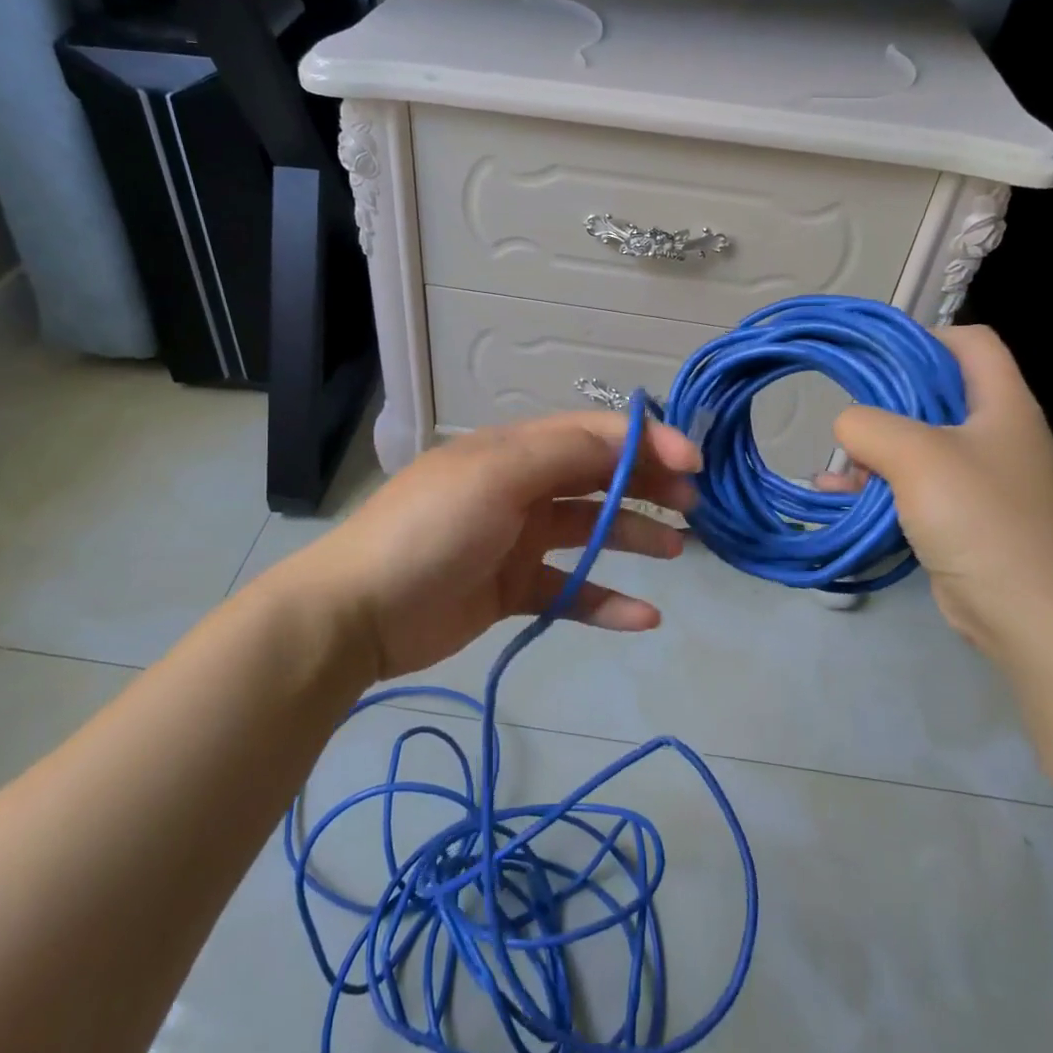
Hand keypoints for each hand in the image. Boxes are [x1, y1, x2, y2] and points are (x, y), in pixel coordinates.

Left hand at [300, 413, 700, 679]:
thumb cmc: (431, 529)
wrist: (359, 612)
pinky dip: (605, 601)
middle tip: (693, 504)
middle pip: (596, 478)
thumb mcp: (496, 476)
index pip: (592, 435)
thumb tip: (627, 440)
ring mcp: (516, 540)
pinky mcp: (511, 589)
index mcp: (515, 450)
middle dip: (646, 484)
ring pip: (589, 531)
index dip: (645, 442)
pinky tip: (644, 618)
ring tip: (678, 548)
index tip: (693, 463)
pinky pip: (569, 590)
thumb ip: (564, 453)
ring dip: (633, 536)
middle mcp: (520, 487)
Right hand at [827, 325, 1052, 658]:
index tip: (877, 358)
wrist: (1021, 612)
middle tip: (850, 415)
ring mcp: (982, 476)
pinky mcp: (963, 513)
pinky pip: (914, 483)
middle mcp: (997, 433)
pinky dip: (879, 483)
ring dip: (875, 449)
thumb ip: (868, 425)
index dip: (925, 339)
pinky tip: (839, 494)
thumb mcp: (915, 456)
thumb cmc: (977, 517)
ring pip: (919, 441)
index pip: (971, 343)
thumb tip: (847, 425)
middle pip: (938, 392)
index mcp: (1003, 405)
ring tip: (838, 466)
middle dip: (887, 401)